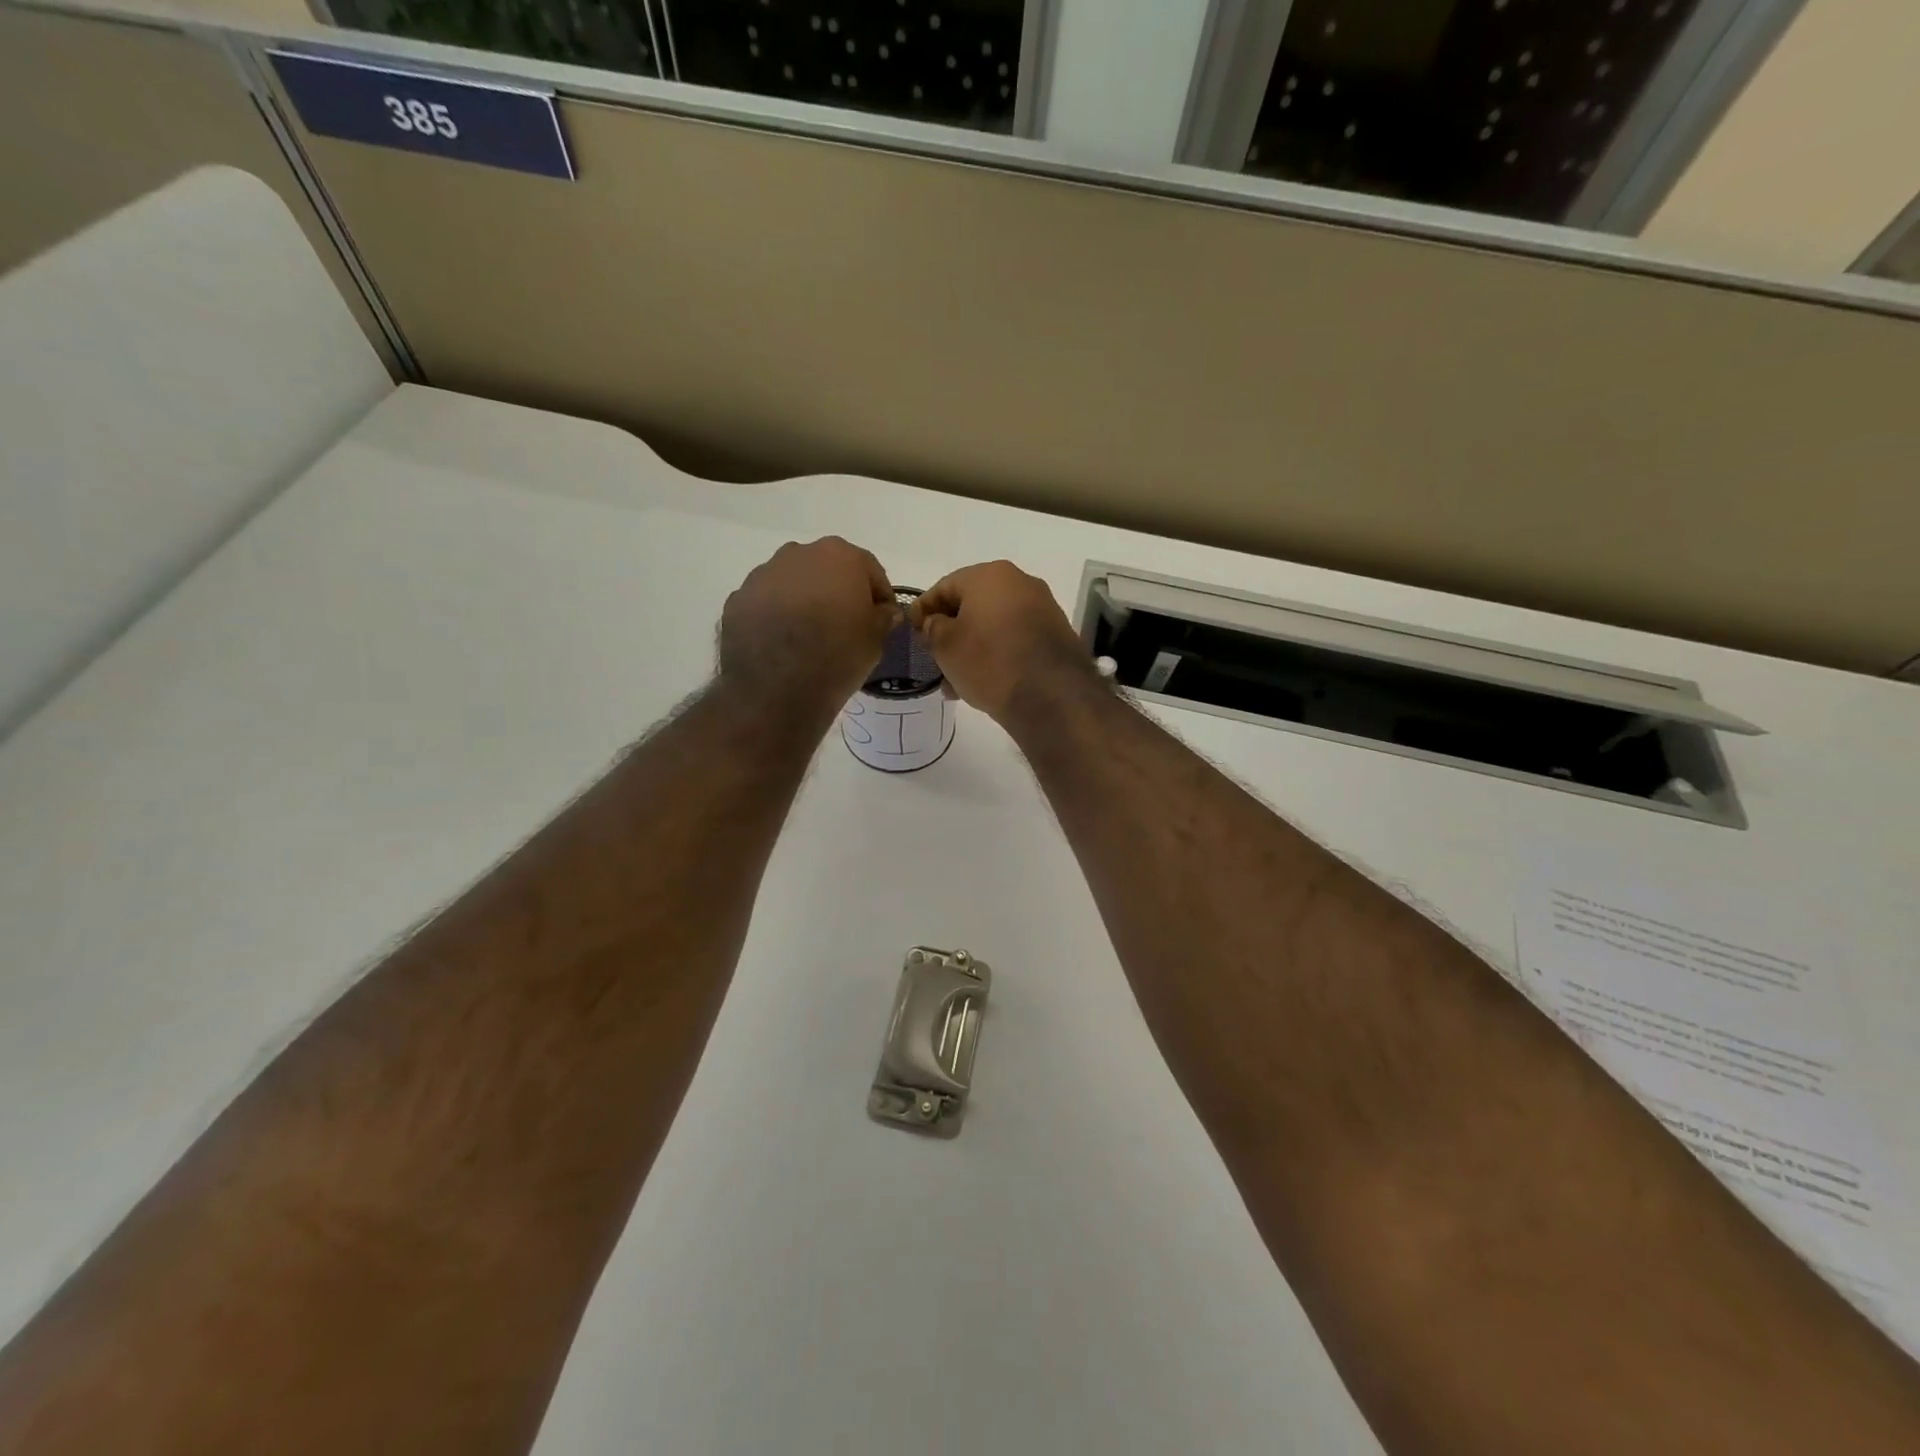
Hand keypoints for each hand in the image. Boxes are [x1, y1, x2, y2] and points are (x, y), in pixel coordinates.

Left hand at [719, 538, 900, 715]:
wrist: (777, 689)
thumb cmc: (838, 656)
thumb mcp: (876, 639)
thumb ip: (883, 617)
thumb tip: (884, 611)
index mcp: (839, 556)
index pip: (869, 570)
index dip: (879, 595)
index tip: (883, 619)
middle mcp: (798, 554)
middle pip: (827, 570)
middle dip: (838, 592)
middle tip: (845, 625)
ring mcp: (762, 575)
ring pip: (793, 583)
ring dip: (804, 601)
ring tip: (811, 636)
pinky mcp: (738, 600)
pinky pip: (767, 603)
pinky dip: (777, 616)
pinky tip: (783, 644)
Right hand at [911, 561, 1098, 725]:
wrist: (1051, 695)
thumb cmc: (989, 661)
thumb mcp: (945, 646)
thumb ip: (932, 628)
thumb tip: (935, 623)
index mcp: (990, 575)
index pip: (944, 586)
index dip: (923, 609)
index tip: (912, 632)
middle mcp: (1020, 583)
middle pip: (972, 605)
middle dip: (950, 632)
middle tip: (933, 658)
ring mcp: (1042, 608)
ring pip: (993, 625)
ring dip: (972, 648)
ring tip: (955, 681)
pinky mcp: (1055, 635)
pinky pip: (1014, 639)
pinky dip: (996, 654)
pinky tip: (983, 681)